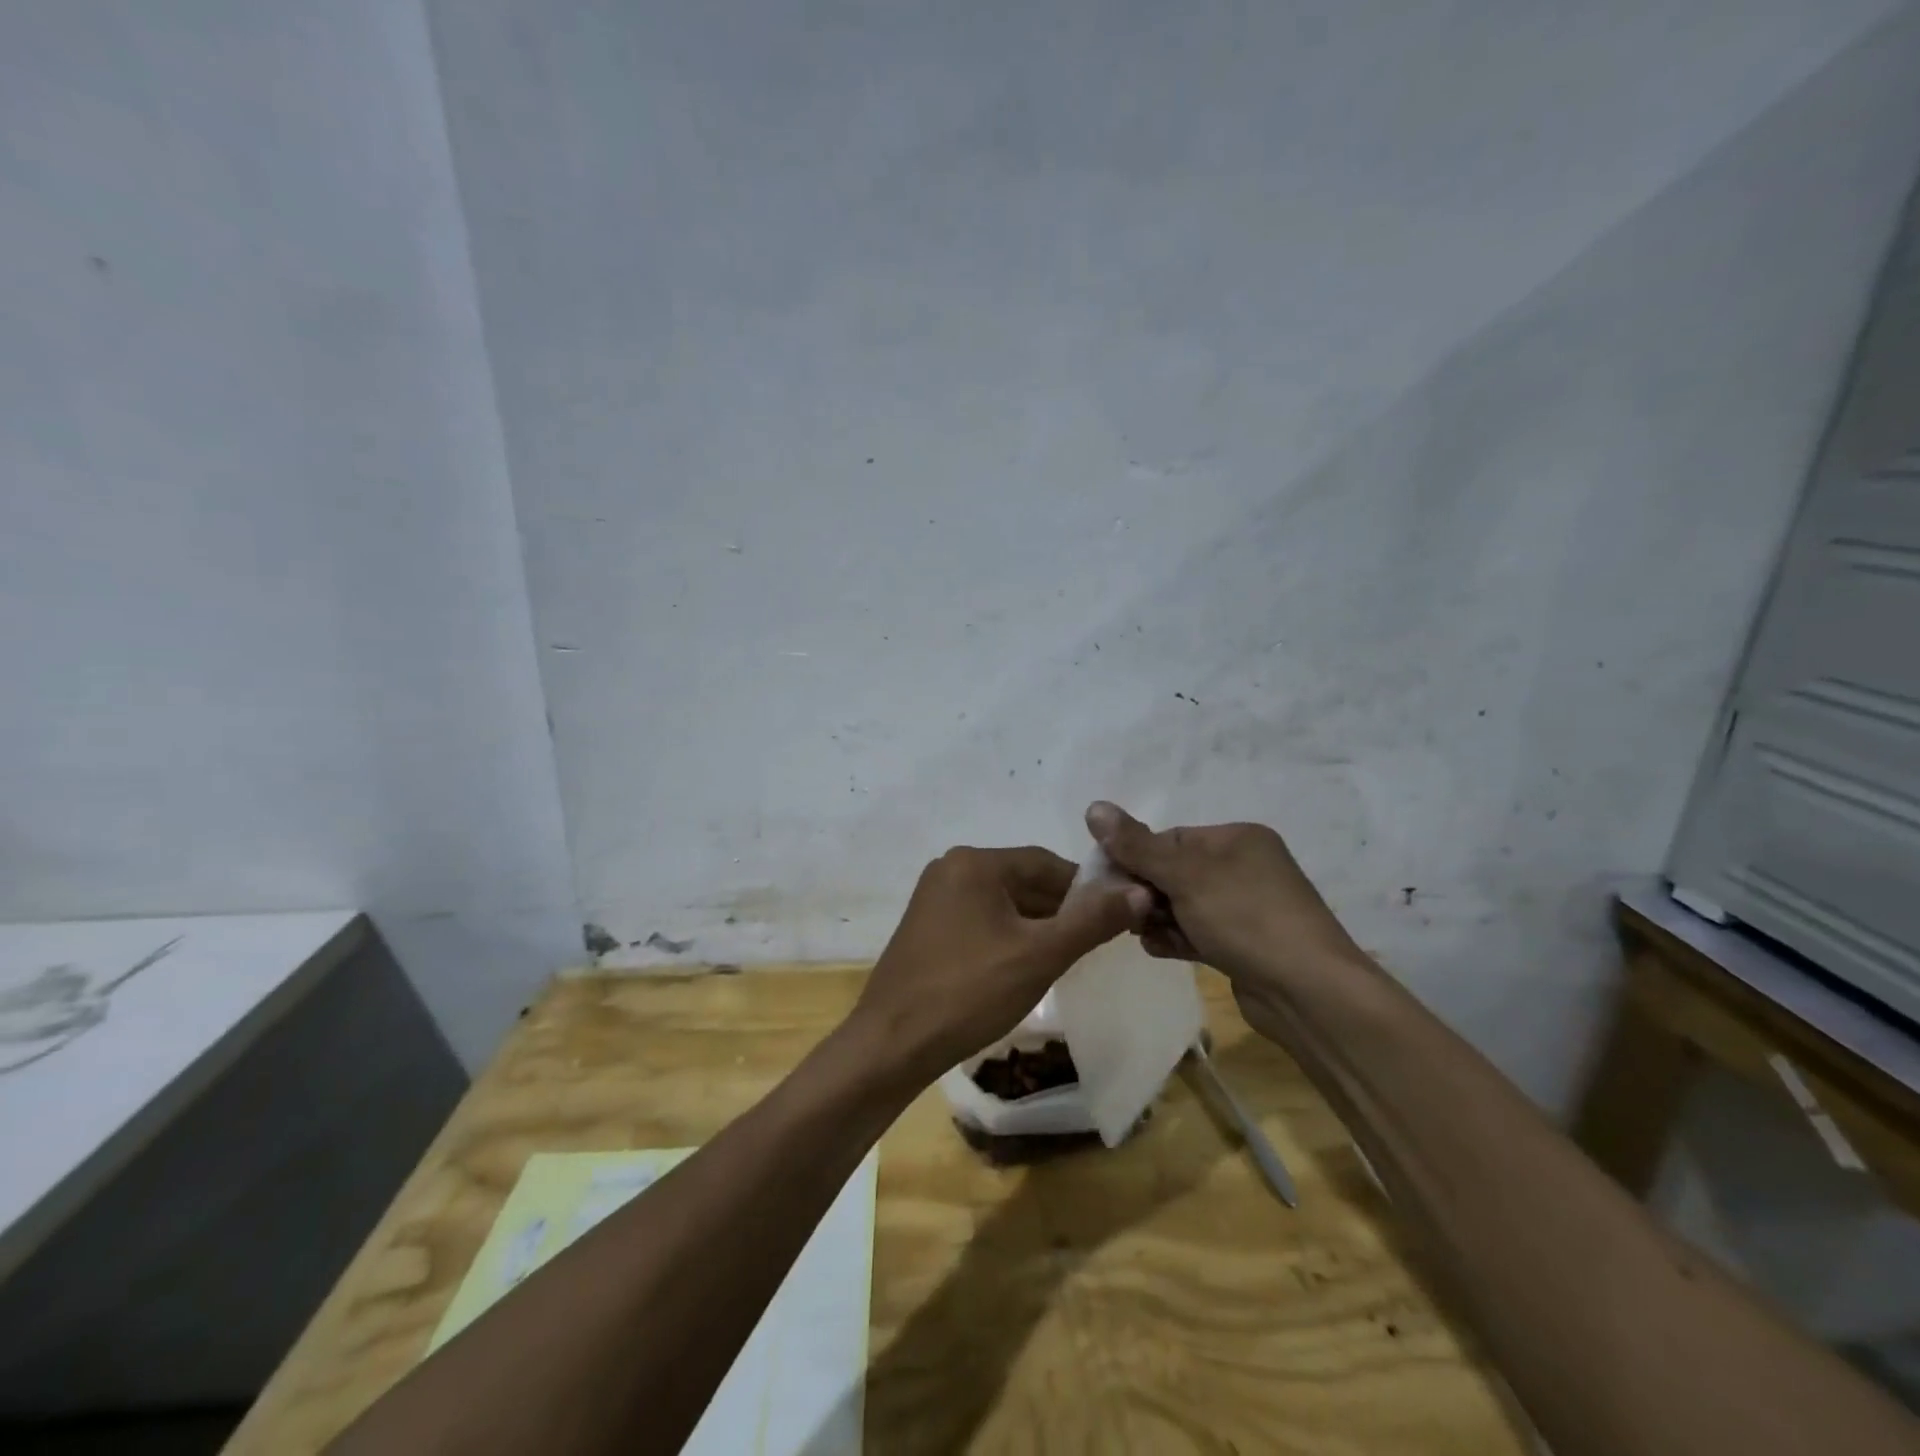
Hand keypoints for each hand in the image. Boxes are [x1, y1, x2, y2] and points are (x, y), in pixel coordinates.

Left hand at [848, 846, 1149, 1085]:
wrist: (892, 1044)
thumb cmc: (969, 992)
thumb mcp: (1040, 955)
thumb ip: (1092, 920)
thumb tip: (1141, 891)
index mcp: (974, 862)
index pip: (1046, 863)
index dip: (1086, 889)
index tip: (1115, 918)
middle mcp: (950, 869)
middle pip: (1023, 881)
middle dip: (1061, 910)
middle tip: (1094, 945)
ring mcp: (934, 899)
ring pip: (1003, 903)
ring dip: (1036, 926)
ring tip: (1065, 959)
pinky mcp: (927, 928)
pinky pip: (981, 920)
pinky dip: (1008, 937)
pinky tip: (1024, 967)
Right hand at [1084, 801, 1364, 998]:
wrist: (1308, 993)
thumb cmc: (1245, 918)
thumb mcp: (1184, 875)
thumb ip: (1135, 844)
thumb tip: (1093, 806)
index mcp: (1236, 838)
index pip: (1169, 838)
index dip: (1135, 858)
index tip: (1109, 883)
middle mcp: (1243, 867)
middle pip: (1173, 872)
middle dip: (1145, 892)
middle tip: (1127, 914)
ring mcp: (1246, 908)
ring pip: (1183, 905)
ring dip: (1157, 918)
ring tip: (1144, 934)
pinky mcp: (1244, 945)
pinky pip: (1198, 932)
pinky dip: (1177, 938)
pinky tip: (1160, 950)